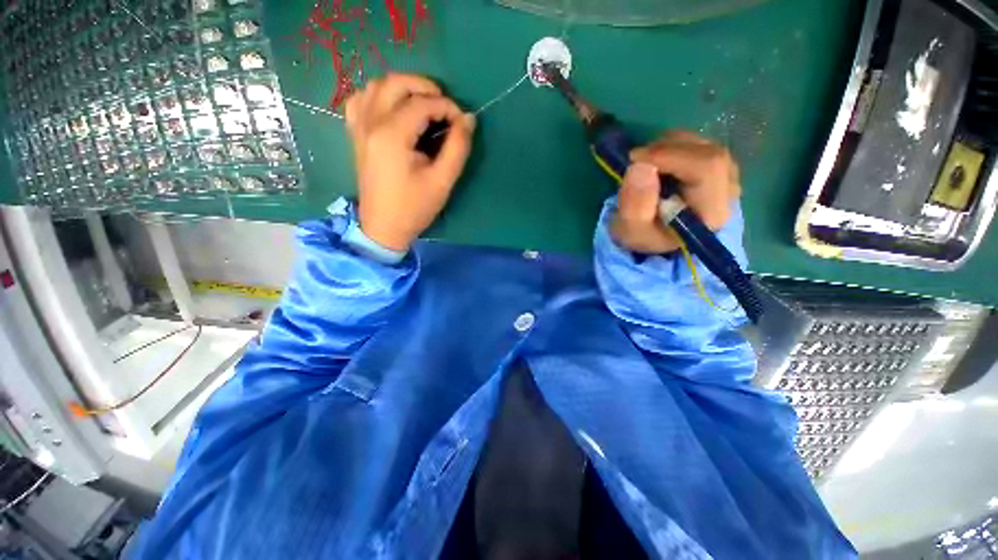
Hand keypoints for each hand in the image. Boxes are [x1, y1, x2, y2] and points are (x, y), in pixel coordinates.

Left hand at [345, 74, 475, 252]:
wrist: (384, 227)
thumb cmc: (415, 208)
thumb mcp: (442, 181)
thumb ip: (458, 148)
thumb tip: (468, 119)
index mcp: (392, 135)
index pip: (422, 104)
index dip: (447, 107)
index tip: (462, 122)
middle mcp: (371, 123)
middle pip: (396, 83)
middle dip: (425, 87)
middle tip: (445, 105)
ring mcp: (359, 127)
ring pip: (376, 86)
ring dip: (402, 88)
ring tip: (422, 105)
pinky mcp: (356, 135)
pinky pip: (360, 100)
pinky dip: (378, 96)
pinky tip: (392, 109)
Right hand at [611, 131, 740, 253]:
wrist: (660, 240)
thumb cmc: (646, 237)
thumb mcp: (633, 232)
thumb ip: (635, 206)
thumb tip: (639, 166)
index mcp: (711, 213)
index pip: (706, 168)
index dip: (669, 156)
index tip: (635, 161)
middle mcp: (729, 191)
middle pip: (706, 152)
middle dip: (665, 150)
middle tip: (636, 161)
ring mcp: (728, 176)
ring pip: (703, 145)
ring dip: (668, 147)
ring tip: (645, 165)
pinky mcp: (720, 167)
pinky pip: (699, 145)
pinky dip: (673, 147)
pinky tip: (658, 164)